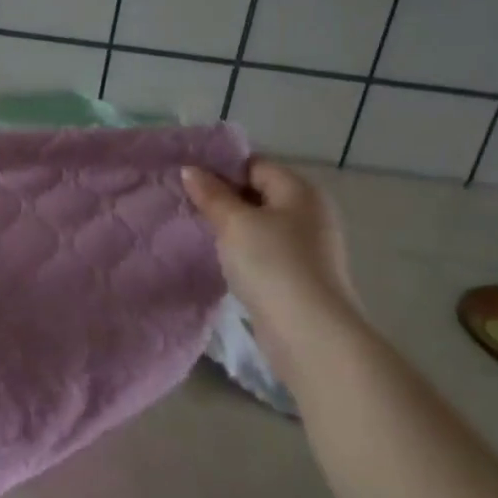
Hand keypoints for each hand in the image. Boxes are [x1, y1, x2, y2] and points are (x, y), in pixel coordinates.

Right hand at [182, 159, 362, 362]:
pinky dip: (244, 252)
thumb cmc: (272, 264)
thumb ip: (211, 194)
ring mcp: (309, 246)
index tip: (188, 181)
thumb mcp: (234, 223)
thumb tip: (190, 169)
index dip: (221, 169)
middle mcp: (310, 212)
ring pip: (261, 225)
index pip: (255, 165)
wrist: (309, 332)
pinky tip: (222, 260)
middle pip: (259, 193)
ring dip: (232, 228)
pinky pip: (266, 251)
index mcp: (300, 190)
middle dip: (224, 198)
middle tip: (187, 205)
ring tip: (198, 232)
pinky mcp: (301, 275)